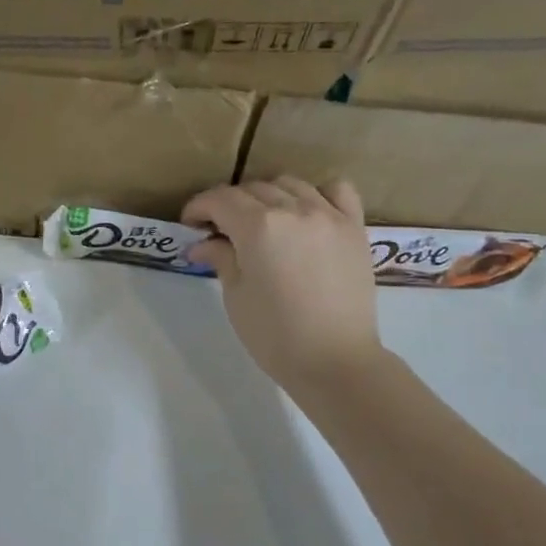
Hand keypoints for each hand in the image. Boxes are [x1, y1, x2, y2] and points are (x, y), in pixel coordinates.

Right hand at [183, 178, 385, 391]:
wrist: (335, 361)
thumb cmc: (275, 335)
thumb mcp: (237, 296)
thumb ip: (221, 258)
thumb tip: (201, 244)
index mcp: (258, 226)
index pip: (220, 199)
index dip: (199, 207)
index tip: (190, 223)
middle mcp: (294, 210)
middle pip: (253, 189)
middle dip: (229, 204)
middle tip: (219, 230)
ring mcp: (329, 215)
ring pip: (290, 184)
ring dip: (268, 196)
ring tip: (261, 221)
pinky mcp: (354, 227)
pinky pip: (337, 190)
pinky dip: (317, 193)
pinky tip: (307, 212)